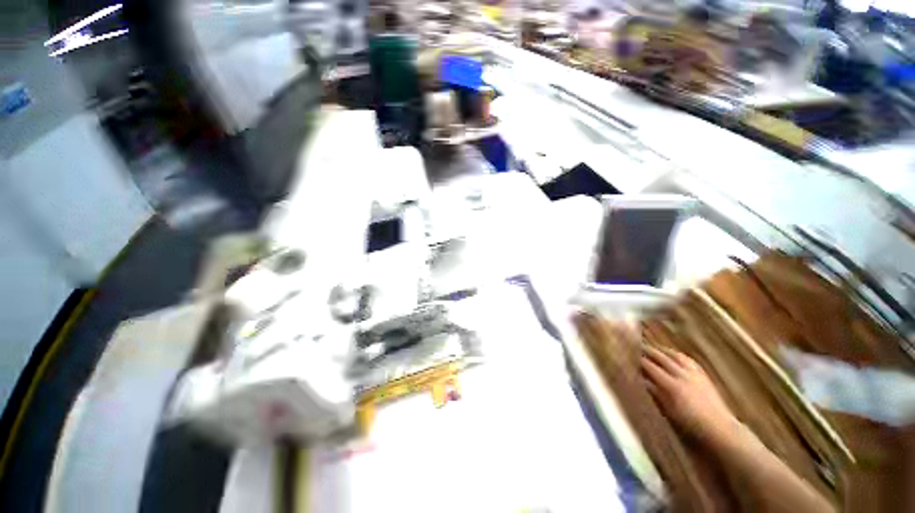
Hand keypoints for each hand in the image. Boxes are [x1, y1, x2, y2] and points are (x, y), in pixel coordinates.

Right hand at [641, 345, 740, 444]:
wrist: (721, 428)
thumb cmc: (691, 424)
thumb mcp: (669, 411)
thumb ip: (656, 393)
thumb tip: (642, 380)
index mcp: (671, 385)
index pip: (651, 367)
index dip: (639, 360)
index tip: (630, 355)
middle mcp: (682, 375)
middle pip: (662, 358)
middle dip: (649, 351)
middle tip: (638, 345)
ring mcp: (694, 374)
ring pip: (676, 356)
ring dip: (663, 350)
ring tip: (655, 347)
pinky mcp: (703, 375)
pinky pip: (688, 360)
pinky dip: (678, 355)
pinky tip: (674, 355)